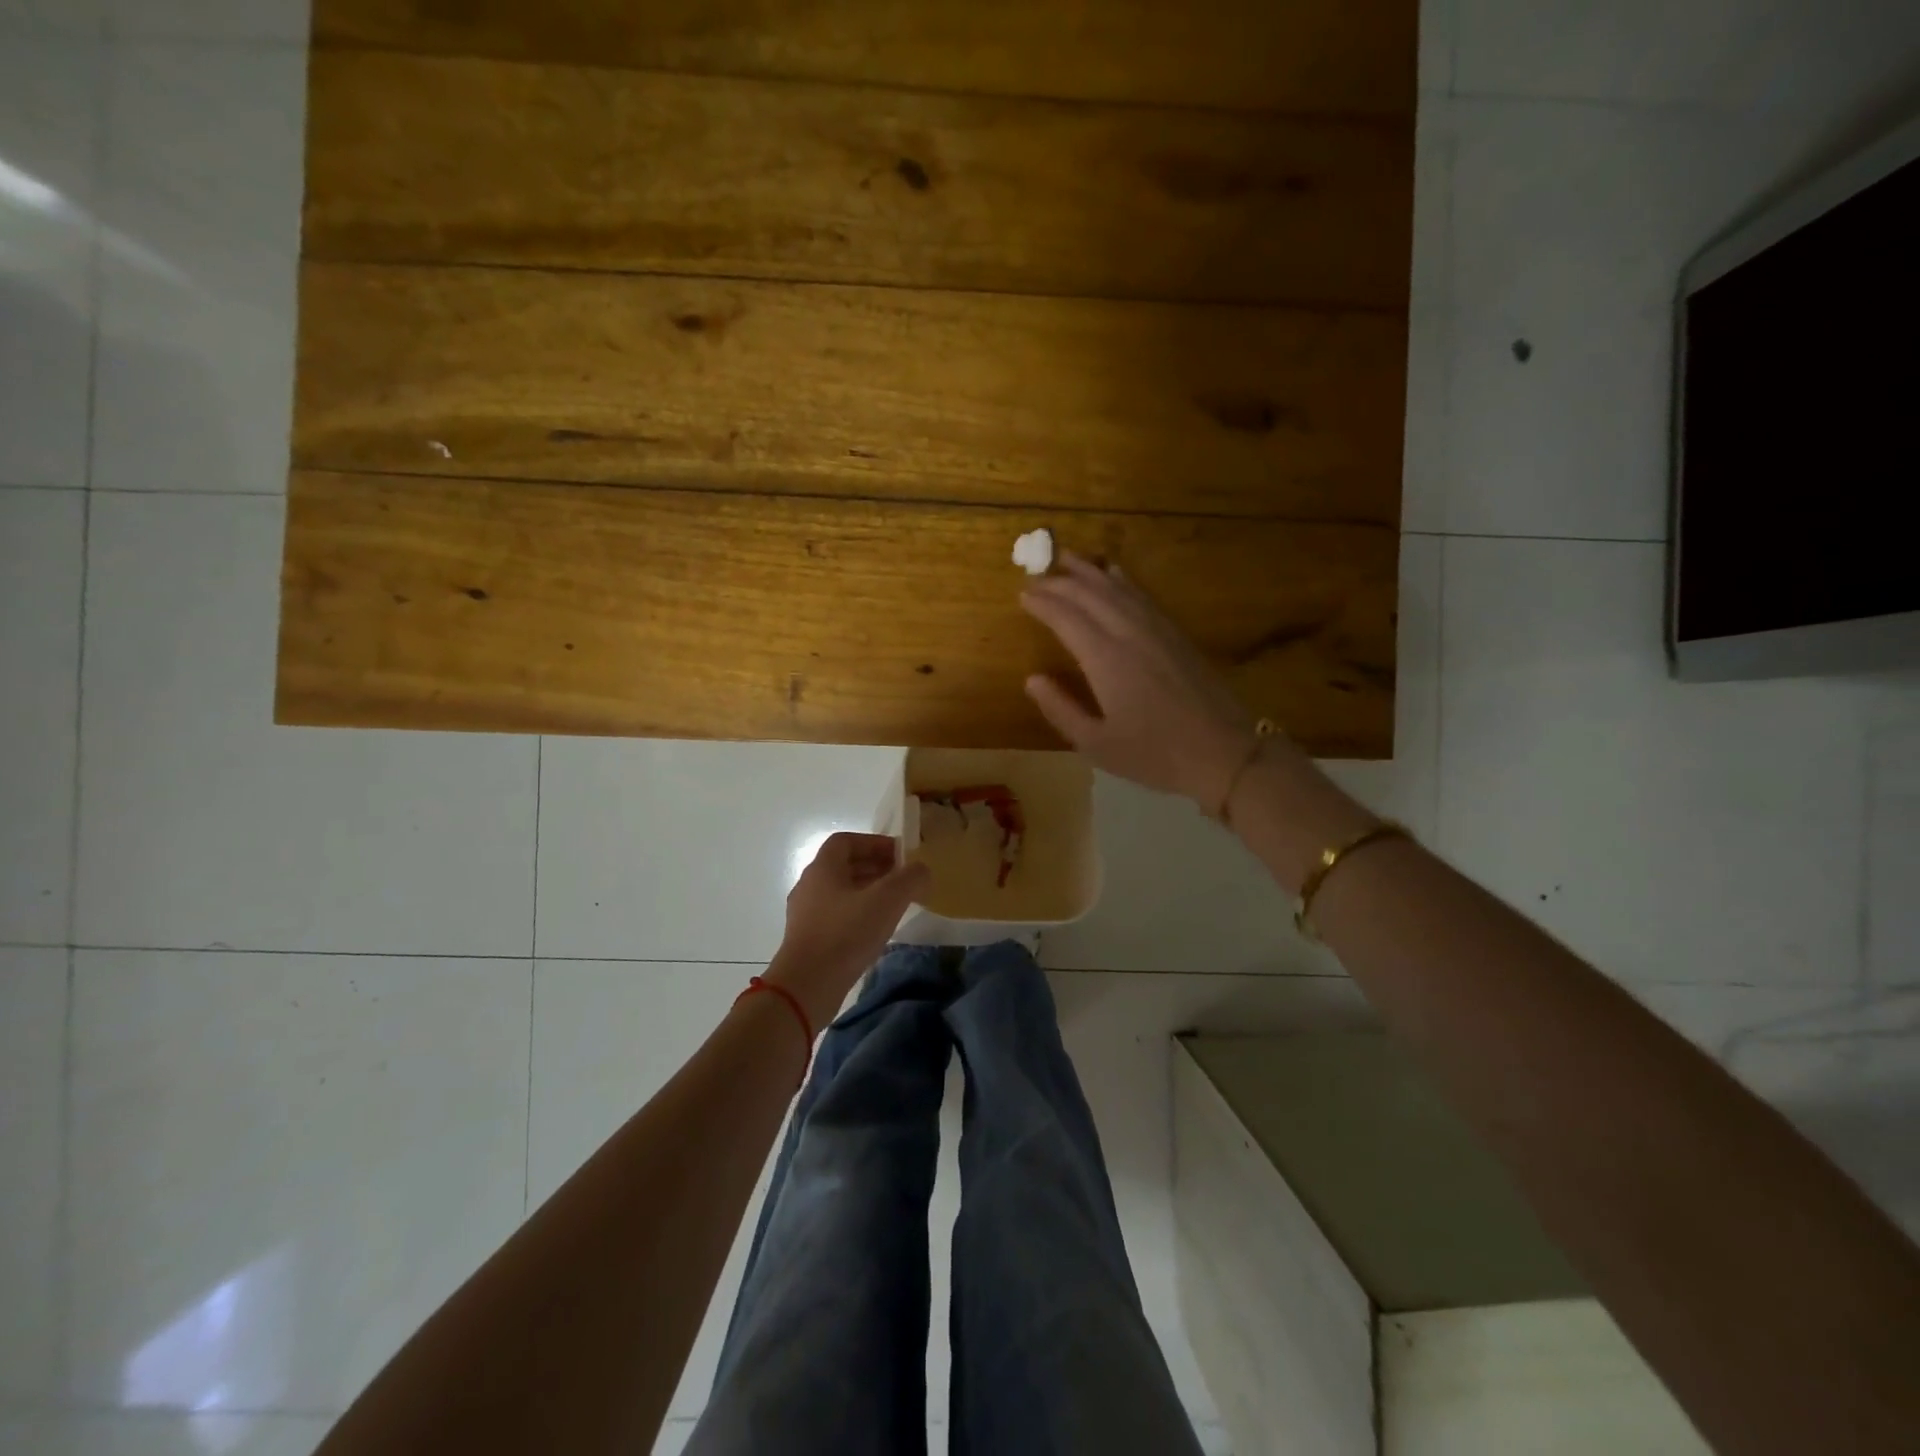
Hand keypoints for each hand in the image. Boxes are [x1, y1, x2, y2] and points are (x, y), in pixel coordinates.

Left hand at [765, 832, 931, 1025]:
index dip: (874, 843)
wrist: (806, 987)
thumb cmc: (845, 934)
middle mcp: (809, 885)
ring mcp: (805, 914)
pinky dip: (858, 915)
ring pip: (841, 892)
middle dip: (876, 868)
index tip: (900, 855)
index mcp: (823, 868)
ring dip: (868, 892)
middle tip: (904, 880)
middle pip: (844, 866)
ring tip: (895, 906)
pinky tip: (876, 932)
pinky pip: (836, 916)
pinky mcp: (808, 939)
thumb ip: (910, 879)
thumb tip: (922, 870)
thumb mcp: (887, 901)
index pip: (846, 841)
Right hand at [1021, 552, 1298, 809]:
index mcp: (1106, 660)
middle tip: (1036, 574)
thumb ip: (1060, 709)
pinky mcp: (1176, 633)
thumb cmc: (1154, 755)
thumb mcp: (1096, 744)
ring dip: (1089, 571)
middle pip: (1090, 595)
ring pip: (1117, 588)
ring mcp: (1156, 629)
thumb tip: (1032, 679)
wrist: (1223, 751)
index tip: (1022, 593)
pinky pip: (1142, 595)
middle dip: (1060, 581)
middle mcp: (1129, 633)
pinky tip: (1113, 573)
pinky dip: (1122, 580)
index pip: (1066, 618)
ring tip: (1067, 558)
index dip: (1043, 603)